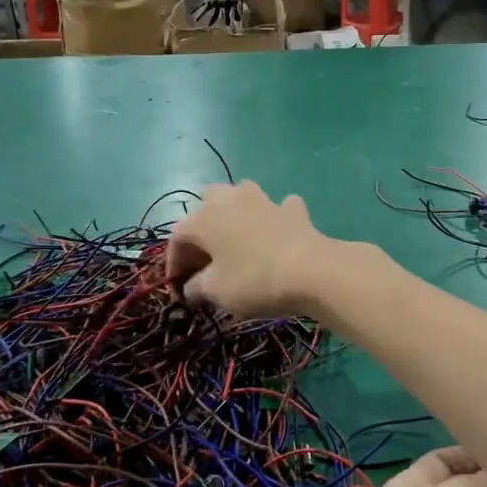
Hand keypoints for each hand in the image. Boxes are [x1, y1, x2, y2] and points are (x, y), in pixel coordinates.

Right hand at [165, 181, 334, 317]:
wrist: (312, 270)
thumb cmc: (254, 280)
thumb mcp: (216, 292)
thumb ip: (197, 288)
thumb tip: (192, 288)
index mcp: (204, 218)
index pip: (178, 236)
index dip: (175, 262)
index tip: (180, 287)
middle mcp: (230, 200)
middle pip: (207, 203)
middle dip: (202, 226)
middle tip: (206, 256)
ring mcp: (264, 201)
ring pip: (241, 194)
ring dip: (236, 211)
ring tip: (237, 236)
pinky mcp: (293, 210)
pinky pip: (279, 208)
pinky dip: (275, 217)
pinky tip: (277, 232)